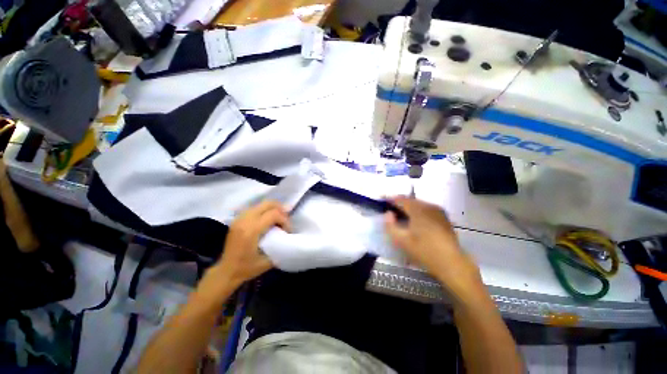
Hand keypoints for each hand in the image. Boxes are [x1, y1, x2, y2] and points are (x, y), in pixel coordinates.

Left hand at [213, 201, 291, 286]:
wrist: (226, 272)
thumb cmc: (247, 268)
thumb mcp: (268, 261)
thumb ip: (280, 245)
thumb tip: (289, 236)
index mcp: (251, 230)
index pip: (274, 214)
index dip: (285, 220)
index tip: (288, 230)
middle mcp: (245, 220)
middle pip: (268, 203)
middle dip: (281, 209)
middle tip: (286, 220)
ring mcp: (239, 218)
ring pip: (261, 204)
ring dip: (273, 209)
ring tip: (278, 220)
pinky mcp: (237, 219)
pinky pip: (255, 208)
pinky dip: (265, 211)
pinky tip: (268, 220)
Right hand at [384, 197, 483, 302]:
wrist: (452, 263)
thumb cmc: (425, 251)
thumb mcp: (402, 240)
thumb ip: (390, 225)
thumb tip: (387, 213)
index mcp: (418, 210)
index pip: (400, 199)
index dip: (389, 198)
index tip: (381, 199)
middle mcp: (429, 206)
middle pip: (410, 200)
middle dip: (398, 202)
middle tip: (389, 207)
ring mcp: (438, 211)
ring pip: (418, 204)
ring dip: (407, 206)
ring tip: (399, 213)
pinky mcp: (443, 217)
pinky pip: (426, 208)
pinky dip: (416, 210)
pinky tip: (413, 219)